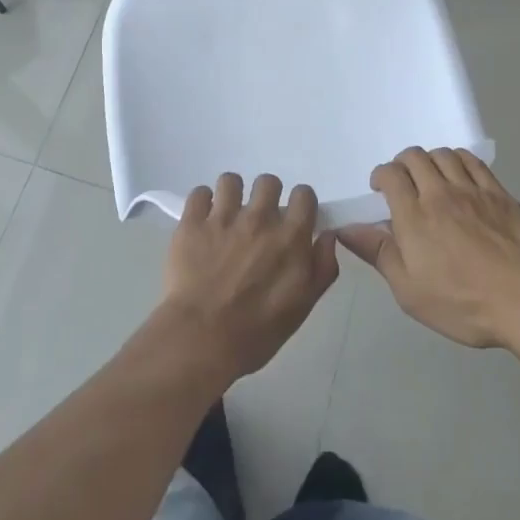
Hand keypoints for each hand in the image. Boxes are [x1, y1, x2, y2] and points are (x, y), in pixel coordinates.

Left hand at [161, 173, 339, 383]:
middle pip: (268, 182)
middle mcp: (259, 218)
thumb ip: (322, 267)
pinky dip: (202, 202)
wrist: (203, 339)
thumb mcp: (304, 305)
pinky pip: (199, 193)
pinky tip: (202, 220)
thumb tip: (327, 235)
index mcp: (290, 237)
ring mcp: (223, 217)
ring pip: (231, 180)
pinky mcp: (192, 223)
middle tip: (258, 219)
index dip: (300, 203)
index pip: (304, 195)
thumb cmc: (258, 331)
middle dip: (266, 196)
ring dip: (232, 194)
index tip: (293, 218)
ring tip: (227, 215)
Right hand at [339, 147, 519, 348]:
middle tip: (403, 183)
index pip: (391, 175)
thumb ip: (378, 254)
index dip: (381, 175)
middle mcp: (440, 194)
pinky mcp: (499, 194)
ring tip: (431, 178)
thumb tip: (346, 229)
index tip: (380, 190)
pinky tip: (459, 175)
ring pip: (444, 155)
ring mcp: (473, 190)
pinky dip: (459, 160)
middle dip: (402, 164)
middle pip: (415, 157)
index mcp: (414, 216)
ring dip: (430, 160)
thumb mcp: (410, 291)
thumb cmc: (463, 303)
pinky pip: (474, 162)